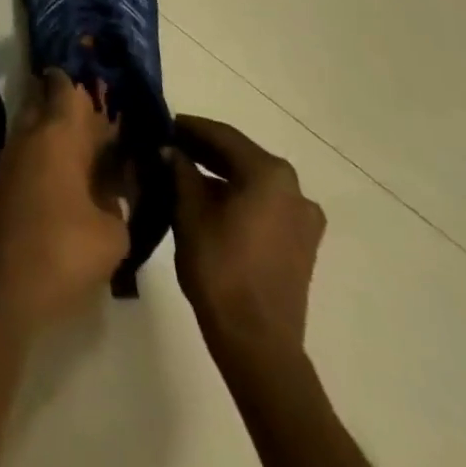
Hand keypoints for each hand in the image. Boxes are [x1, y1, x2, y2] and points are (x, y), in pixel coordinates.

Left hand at [0, 69, 128, 327]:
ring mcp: (13, 157)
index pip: (65, 87)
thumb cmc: (62, 249)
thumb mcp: (112, 233)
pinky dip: (50, 155)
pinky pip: (32, 152)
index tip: (99, 76)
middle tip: (103, 113)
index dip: (80, 78)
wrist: (1, 285)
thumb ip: (118, 203)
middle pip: (48, 102)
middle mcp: (31, 134)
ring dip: (60, 131)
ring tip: (95, 147)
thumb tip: (114, 189)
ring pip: (37, 127)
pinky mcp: (5, 182)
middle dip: (71, 104)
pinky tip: (74, 177)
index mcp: (58, 133)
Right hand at [164, 115, 325, 367]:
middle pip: (241, 156)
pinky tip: (209, 202)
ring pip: (253, 181)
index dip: (190, 127)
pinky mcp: (301, 244)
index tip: (163, 123)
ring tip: (183, 173)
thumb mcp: (189, 212)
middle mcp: (293, 189)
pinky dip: (238, 196)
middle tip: (169, 146)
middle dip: (205, 150)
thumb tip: (171, 150)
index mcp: (269, 174)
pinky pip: (264, 204)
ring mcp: (302, 218)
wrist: (257, 342)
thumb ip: (180, 172)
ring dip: (221, 174)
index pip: (222, 135)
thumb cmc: (220, 269)